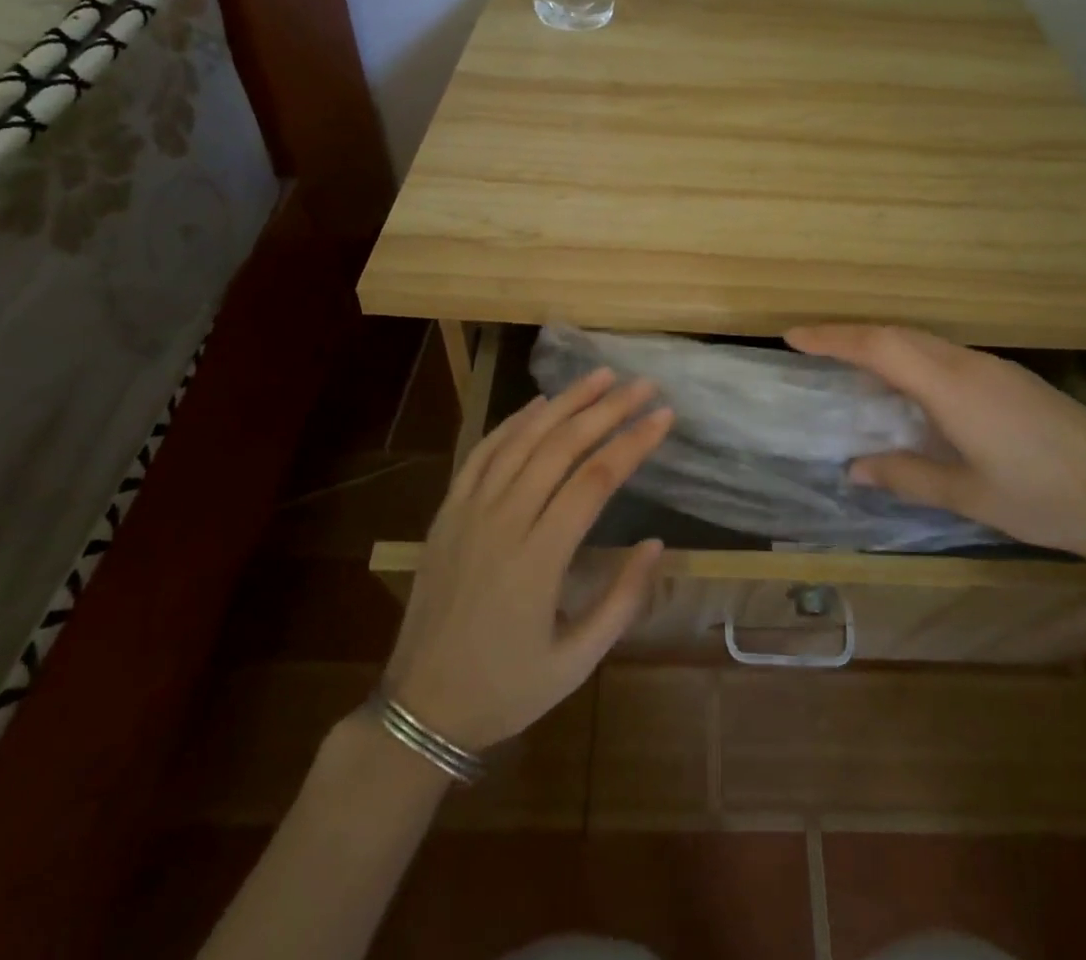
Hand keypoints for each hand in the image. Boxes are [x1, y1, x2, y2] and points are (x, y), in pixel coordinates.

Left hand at [383, 368, 672, 751]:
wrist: (421, 708)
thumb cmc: (507, 689)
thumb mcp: (576, 662)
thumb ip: (622, 601)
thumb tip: (655, 544)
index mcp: (538, 560)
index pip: (594, 480)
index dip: (633, 442)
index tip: (664, 416)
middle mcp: (503, 522)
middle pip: (561, 447)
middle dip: (607, 409)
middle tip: (643, 385)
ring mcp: (469, 512)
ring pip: (522, 439)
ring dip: (564, 402)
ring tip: (600, 376)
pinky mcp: (448, 512)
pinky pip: (482, 453)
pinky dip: (513, 422)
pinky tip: (540, 404)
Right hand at [786, 324, 1085, 565]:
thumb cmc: (1044, 501)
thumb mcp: (969, 496)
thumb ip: (907, 476)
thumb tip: (855, 468)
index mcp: (952, 387)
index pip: (880, 348)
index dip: (834, 338)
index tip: (793, 334)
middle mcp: (970, 364)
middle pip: (899, 335)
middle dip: (851, 335)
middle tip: (812, 344)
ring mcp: (996, 368)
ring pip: (925, 342)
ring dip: (884, 345)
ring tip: (851, 363)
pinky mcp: (1013, 379)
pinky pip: (947, 355)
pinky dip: (913, 358)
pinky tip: (911, 387)